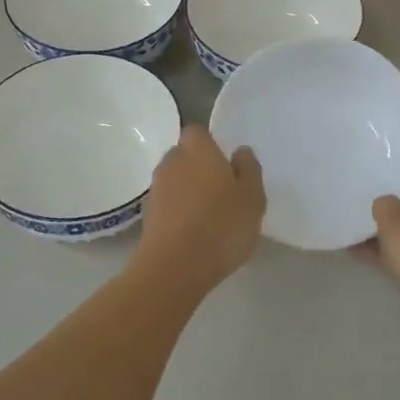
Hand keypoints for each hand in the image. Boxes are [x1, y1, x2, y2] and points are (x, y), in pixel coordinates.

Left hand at [131, 125, 265, 292]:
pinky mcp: (147, 217)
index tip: (226, 165)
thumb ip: (249, 169)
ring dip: (188, 192)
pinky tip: (194, 233)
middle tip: (222, 191)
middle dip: (199, 168)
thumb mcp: (252, 197)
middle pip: (184, 156)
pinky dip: (178, 212)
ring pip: (175, 181)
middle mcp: (171, 162)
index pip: (198, 132)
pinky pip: (167, 205)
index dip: (211, 145)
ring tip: (210, 216)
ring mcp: (156, 190)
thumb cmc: (221, 225)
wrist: (175, 267)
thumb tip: (240, 151)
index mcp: (198, 150)